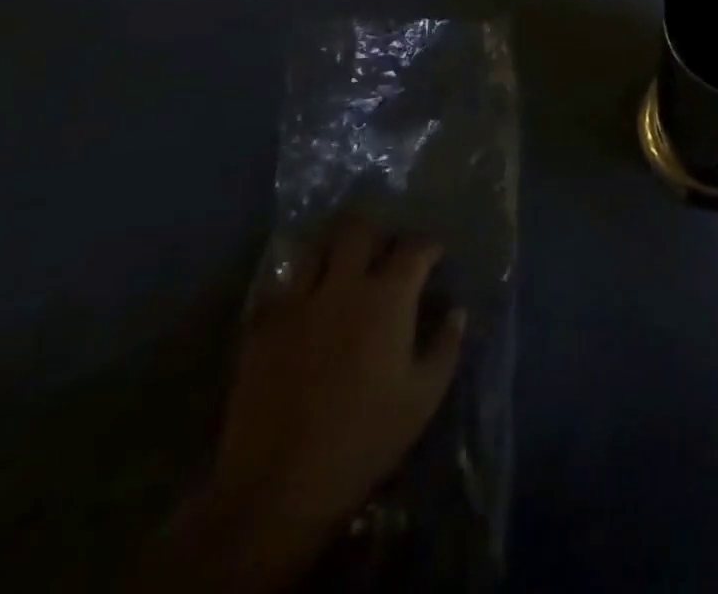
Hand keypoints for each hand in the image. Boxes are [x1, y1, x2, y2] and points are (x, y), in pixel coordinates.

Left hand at [142, 218, 465, 592]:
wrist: (279, 486)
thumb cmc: (365, 438)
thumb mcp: (424, 397)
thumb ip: (446, 346)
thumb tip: (456, 311)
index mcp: (388, 296)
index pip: (415, 248)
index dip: (429, 246)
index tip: (436, 255)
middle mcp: (343, 285)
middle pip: (358, 230)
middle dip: (376, 233)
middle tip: (384, 251)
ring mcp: (297, 303)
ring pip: (316, 249)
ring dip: (334, 252)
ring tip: (342, 268)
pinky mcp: (262, 328)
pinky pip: (281, 289)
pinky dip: (297, 289)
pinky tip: (304, 306)